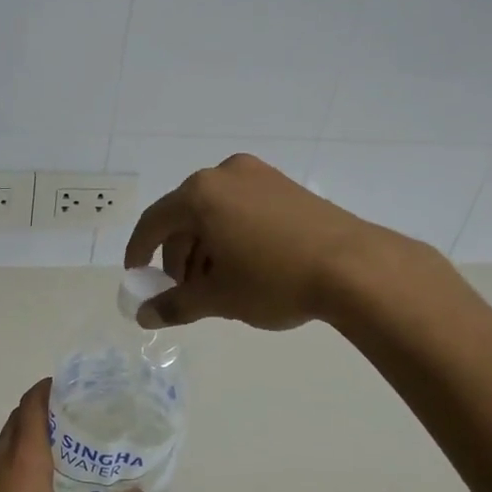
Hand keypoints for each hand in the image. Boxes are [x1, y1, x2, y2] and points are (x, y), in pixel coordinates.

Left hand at [0, 379, 140, 491]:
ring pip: (4, 445)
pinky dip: (15, 461)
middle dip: (40, 410)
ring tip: (59, 448)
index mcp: (22, 461)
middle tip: (73, 415)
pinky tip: (34, 486)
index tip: (67, 384)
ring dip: (26, 437)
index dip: (46, 389)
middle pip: (16, 421)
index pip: (31, 407)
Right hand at [123, 153, 384, 329]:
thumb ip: (175, 304)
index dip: (139, 252)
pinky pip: (242, 209)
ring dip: (206, 248)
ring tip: (216, 286)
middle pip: (185, 216)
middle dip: (179, 256)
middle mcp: (225, 174)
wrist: (355, 267)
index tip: (137, 276)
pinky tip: (244, 267)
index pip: (154, 222)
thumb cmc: (274, 279)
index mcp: (200, 194)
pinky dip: (232, 236)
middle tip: (184, 291)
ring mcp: (260, 176)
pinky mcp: (286, 187)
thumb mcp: (219, 297)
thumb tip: (144, 316)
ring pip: (216, 213)